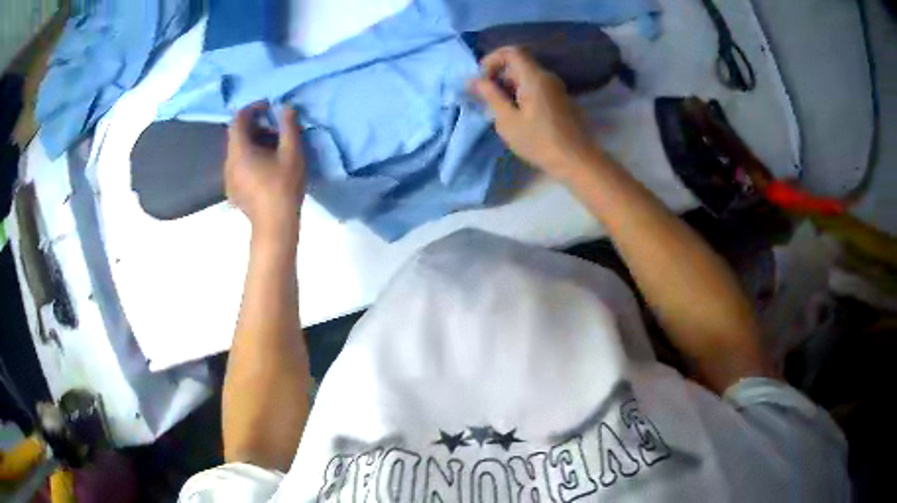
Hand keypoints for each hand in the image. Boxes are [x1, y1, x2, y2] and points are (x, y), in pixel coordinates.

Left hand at [225, 103, 305, 240]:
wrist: (275, 225)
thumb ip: (289, 127)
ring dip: (253, 143)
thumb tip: (286, 107)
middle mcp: (228, 162)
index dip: (253, 108)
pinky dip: (249, 158)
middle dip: (256, 127)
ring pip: (237, 151)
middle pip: (237, 135)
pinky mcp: (232, 190)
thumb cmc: (283, 187)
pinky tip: (266, 168)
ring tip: (273, 150)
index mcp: (239, 150)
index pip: (238, 119)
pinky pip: (238, 165)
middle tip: (276, 131)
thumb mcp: (292, 153)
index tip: (270, 107)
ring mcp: (228, 178)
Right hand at [470, 47, 603, 179]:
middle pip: (519, 64)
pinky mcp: (560, 100)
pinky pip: (537, 87)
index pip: (511, 52)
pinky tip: (518, 116)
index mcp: (534, 77)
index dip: (492, 60)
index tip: (482, 79)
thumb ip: (490, 96)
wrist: (576, 160)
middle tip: (487, 99)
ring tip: (500, 110)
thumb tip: (473, 80)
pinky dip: (522, 94)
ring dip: (509, 87)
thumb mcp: (508, 121)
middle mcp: (547, 77)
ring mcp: (556, 88)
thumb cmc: (539, 142)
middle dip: (499, 76)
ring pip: (527, 77)